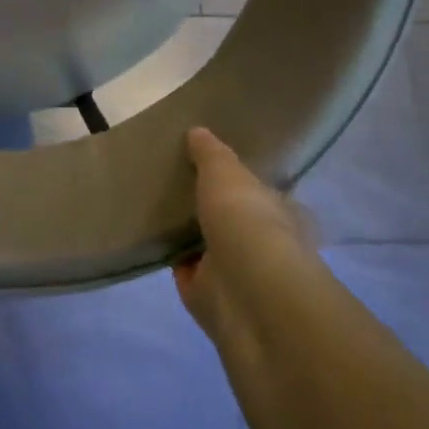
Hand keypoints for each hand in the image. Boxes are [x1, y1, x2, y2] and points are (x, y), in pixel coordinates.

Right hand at [173, 127, 317, 340]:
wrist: (246, 294)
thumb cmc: (248, 221)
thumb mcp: (227, 172)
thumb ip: (211, 153)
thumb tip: (198, 132)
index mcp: (281, 213)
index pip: (261, 193)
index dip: (240, 181)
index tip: (211, 165)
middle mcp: (262, 244)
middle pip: (232, 220)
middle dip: (210, 208)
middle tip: (175, 182)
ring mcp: (235, 273)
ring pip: (207, 246)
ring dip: (188, 234)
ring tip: (155, 205)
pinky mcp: (207, 297)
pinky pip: (184, 270)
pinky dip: (169, 256)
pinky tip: (147, 235)